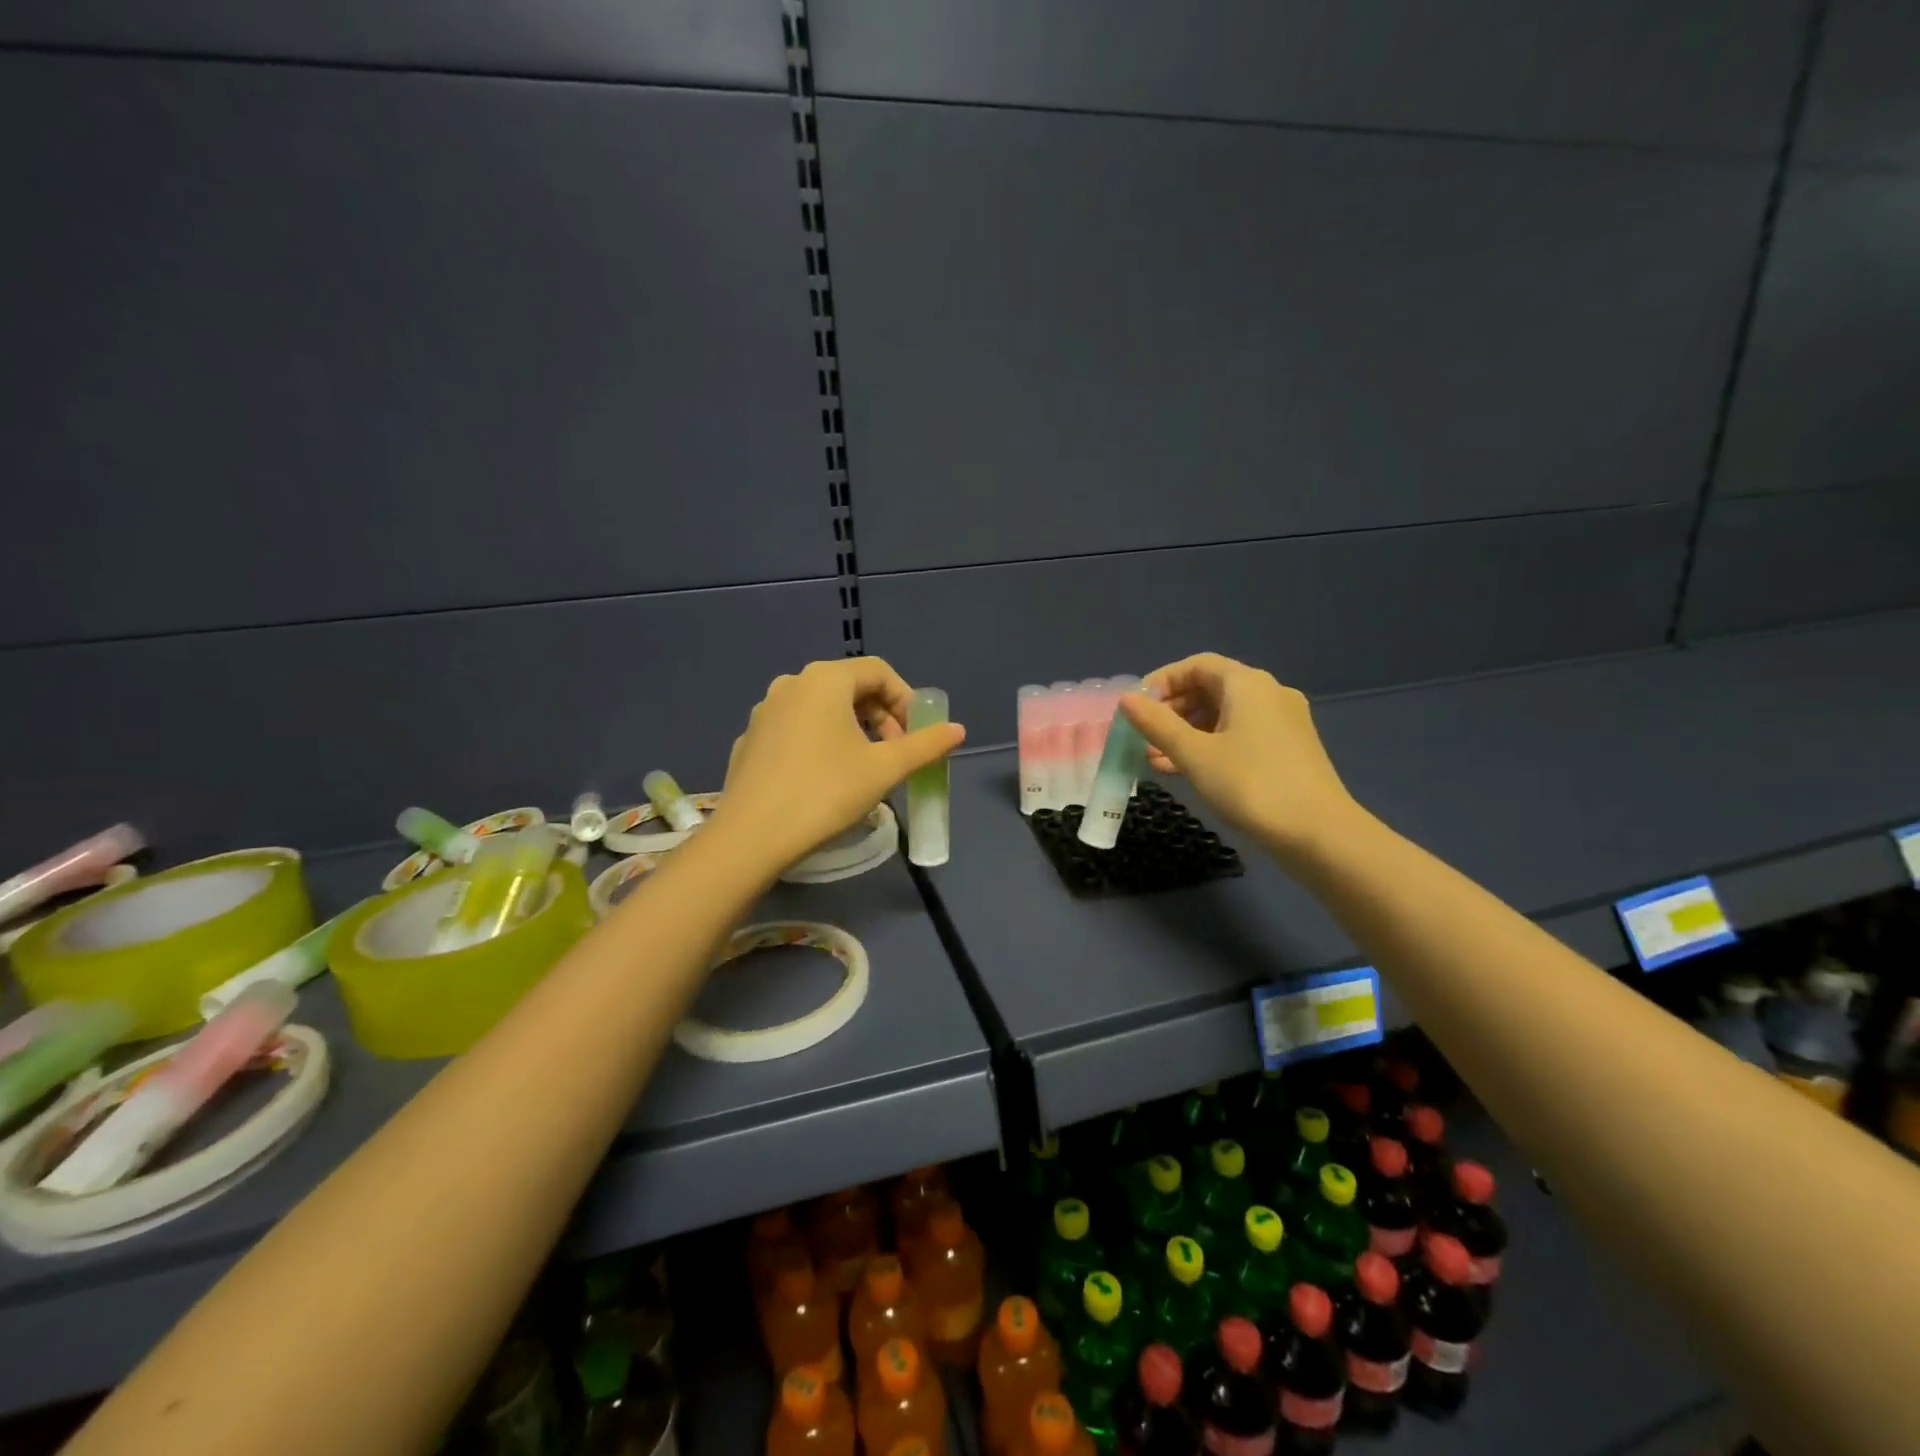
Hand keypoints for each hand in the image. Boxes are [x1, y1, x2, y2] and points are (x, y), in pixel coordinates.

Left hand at [711, 657, 965, 871]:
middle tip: (895, 755)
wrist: (751, 837)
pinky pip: (797, 729)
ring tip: (864, 769)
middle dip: (881, 717)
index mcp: (825, 679)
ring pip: (822, 709)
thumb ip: (925, 745)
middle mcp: (792, 684)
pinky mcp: (751, 740)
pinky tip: (824, 781)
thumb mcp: (885, 769)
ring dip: (853, 731)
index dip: (906, 700)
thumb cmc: (825, 793)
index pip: (879, 672)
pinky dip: (821, 743)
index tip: (916, 736)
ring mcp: (765, 711)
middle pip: (850, 687)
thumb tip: (958, 730)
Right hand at [1119, 653, 1359, 865]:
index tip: (1136, 708)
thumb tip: (1126, 699)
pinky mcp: (1287, 750)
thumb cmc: (1250, 784)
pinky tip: (1185, 771)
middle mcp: (1268, 694)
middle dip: (1171, 710)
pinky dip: (1209, 746)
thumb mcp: (1194, 754)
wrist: (1318, 834)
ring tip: (1155, 759)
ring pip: (1223, 716)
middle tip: (1142, 736)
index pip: (1196, 665)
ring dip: (1187, 732)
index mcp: (1247, 684)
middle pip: (1210, 688)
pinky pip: (1239, 735)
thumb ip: (1157, 724)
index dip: (1162, 681)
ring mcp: (1282, 723)